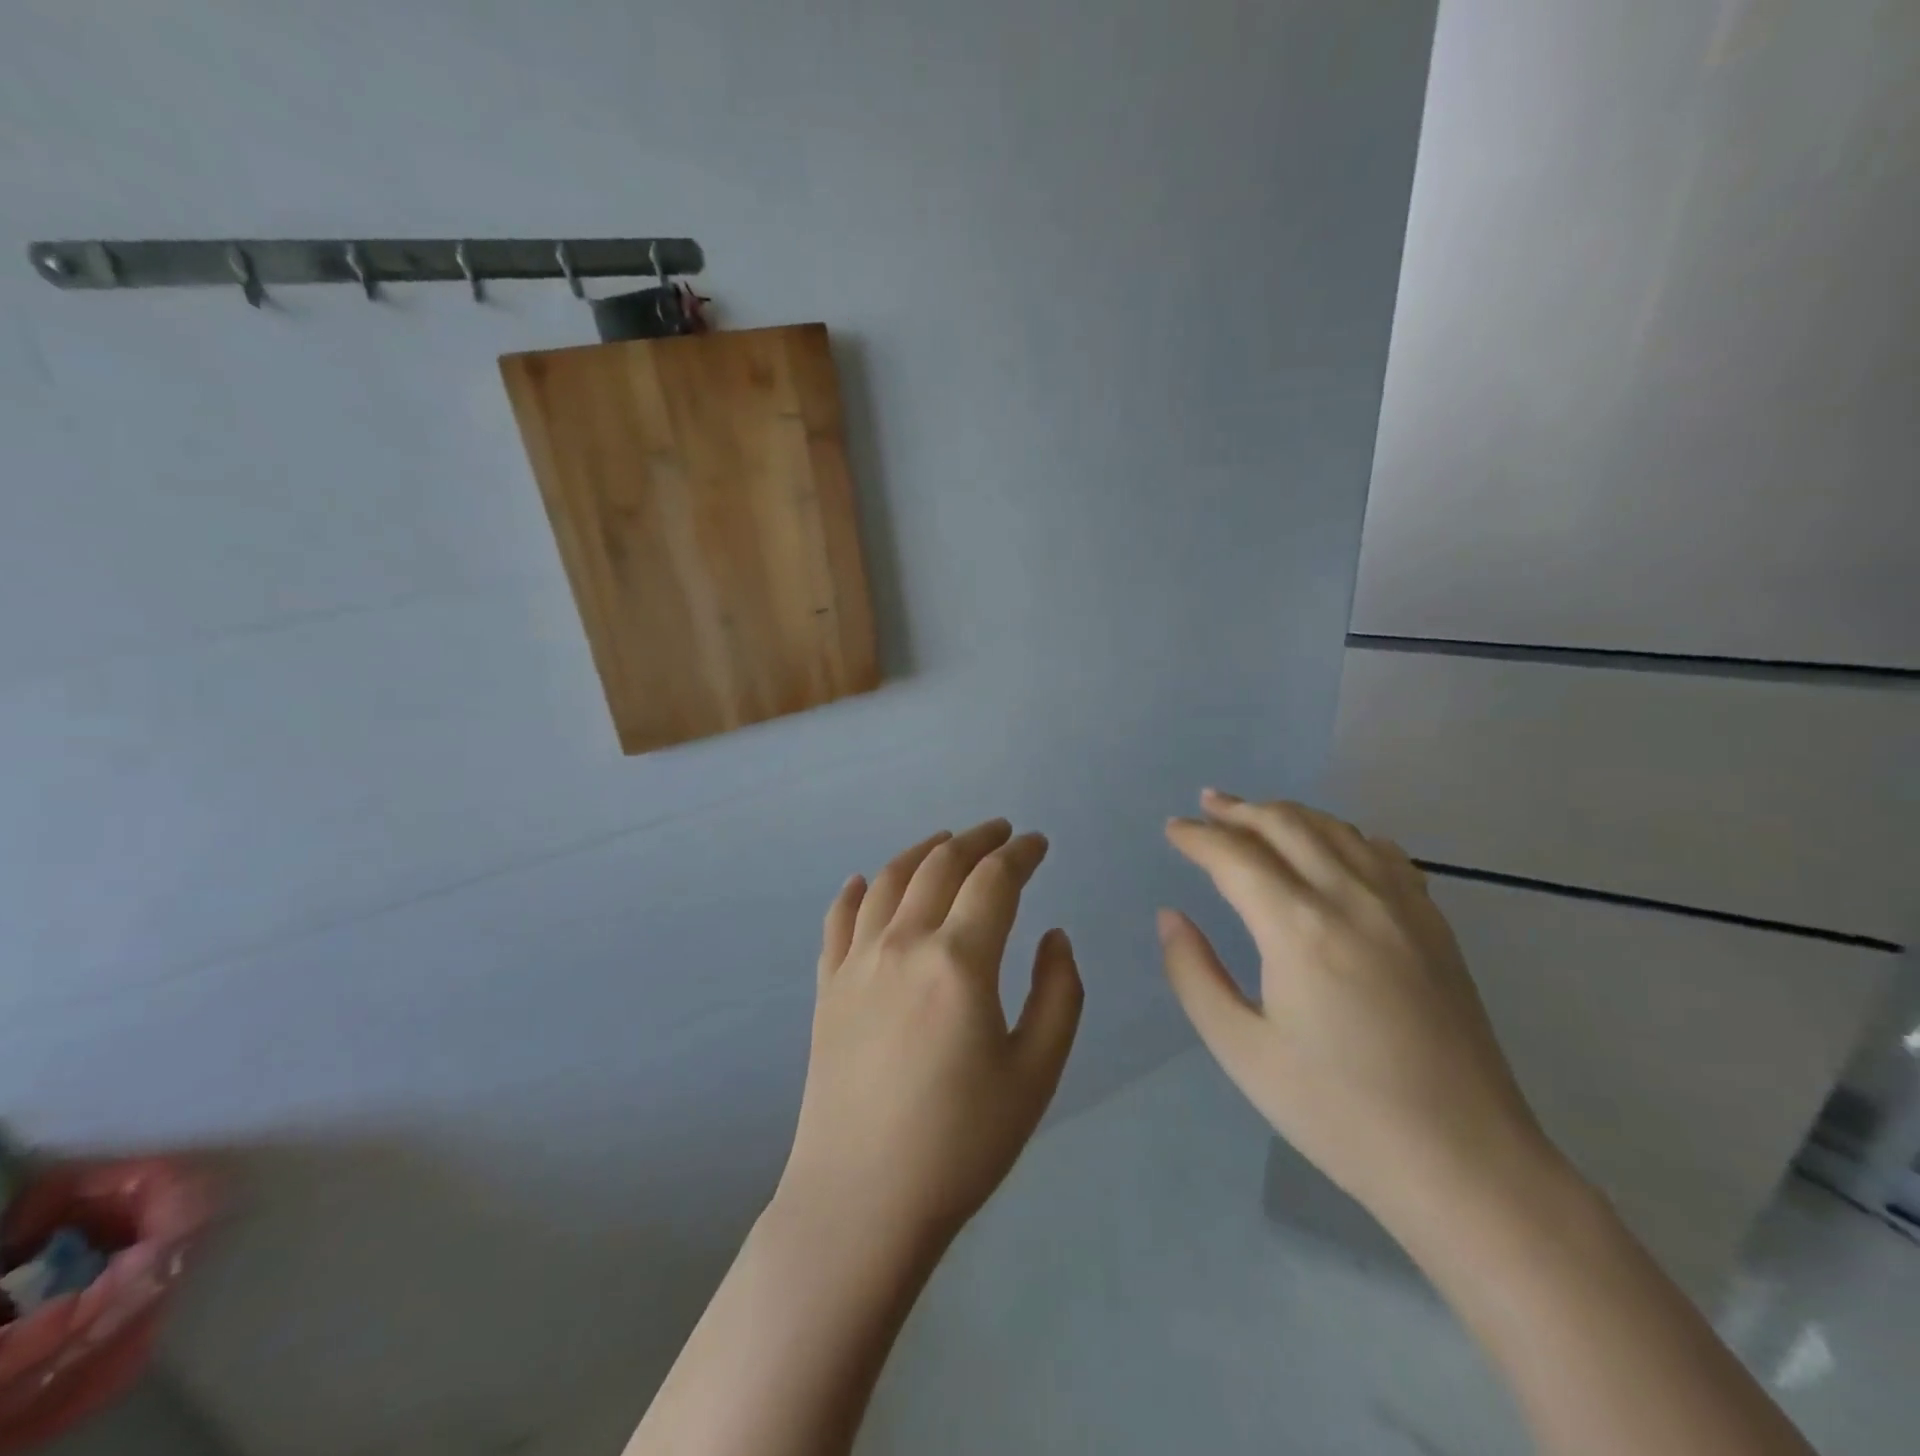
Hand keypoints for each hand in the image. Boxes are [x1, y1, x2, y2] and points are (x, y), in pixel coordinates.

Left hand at [777, 819, 1084, 1258]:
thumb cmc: (961, 1142)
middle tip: (1000, 831)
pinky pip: (838, 920)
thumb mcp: (1036, 1072)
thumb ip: (1058, 994)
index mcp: (959, 960)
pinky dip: (855, 891)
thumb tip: (1054, 936)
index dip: (1020, 853)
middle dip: (976, 839)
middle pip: (940, 865)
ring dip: (922, 851)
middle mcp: (903, 943)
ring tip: (944, 841)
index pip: (994, 880)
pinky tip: (863, 881)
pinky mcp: (827, 987)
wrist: (862, 1200)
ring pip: (889, 880)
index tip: (1038, 843)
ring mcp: (857, 962)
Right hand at [1159, 790, 1558, 1234]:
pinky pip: (1384, 854)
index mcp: (1299, 928)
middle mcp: (1351, 898)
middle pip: (1286, 825)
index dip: (1197, 837)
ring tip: (1256, 813)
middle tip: (1206, 805)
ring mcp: (1402, 907)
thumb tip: (1171, 916)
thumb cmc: (1338, 1112)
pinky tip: (1335, 845)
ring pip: (1336, 830)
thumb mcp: (1242, 1051)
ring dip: (1288, 813)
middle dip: (1239, 810)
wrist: (1464, 1162)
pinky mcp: (1434, 926)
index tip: (1172, 829)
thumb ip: (1194, 974)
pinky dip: (1345, 835)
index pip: (1235, 856)